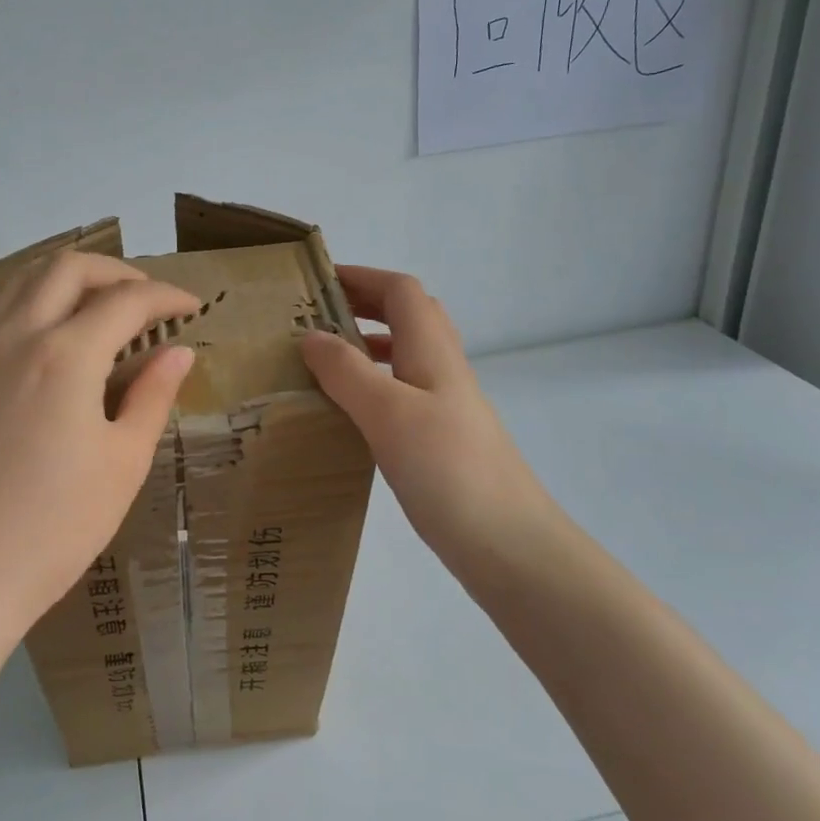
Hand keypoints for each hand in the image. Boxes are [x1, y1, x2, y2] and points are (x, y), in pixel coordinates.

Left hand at [0, 251, 197, 642]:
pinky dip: (33, 304)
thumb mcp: (122, 463)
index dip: (167, 296)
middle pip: (68, 268)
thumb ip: (152, 396)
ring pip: (24, 281)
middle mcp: (16, 336)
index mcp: (66, 356)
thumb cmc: (54, 527)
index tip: (192, 306)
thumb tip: (178, 351)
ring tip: (100, 307)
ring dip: (70, 279)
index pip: (126, 301)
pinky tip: (50, 340)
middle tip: (147, 299)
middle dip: (117, 271)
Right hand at [300, 267, 568, 580]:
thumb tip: (311, 335)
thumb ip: (347, 371)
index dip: (363, 276)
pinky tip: (348, 411)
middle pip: (407, 316)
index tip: (317, 282)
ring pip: (405, 355)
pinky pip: (401, 392)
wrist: (509, 544)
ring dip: (367, 343)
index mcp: (433, 351)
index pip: (401, 291)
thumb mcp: (388, 413)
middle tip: (315, 316)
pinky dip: (372, 384)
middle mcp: (442, 369)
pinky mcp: (440, 439)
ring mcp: (445, 406)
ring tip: (321, 358)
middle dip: (363, 304)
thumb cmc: (448, 470)